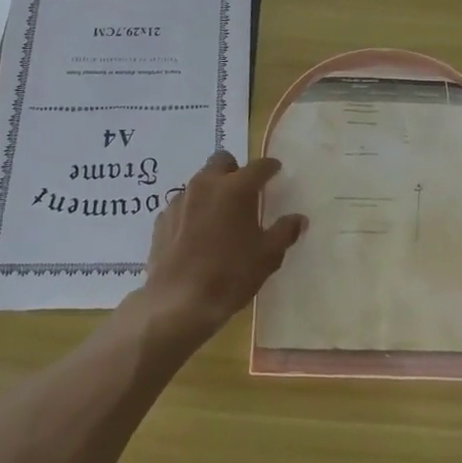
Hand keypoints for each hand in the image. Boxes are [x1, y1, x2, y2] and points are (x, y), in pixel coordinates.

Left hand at [139, 150, 305, 345]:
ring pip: (200, 181)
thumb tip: (299, 219)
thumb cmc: (230, 275)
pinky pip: (182, 204)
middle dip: (235, 170)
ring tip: (220, 217)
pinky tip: (197, 235)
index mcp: (236, 188)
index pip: (258, 166)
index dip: (270, 167)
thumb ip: (285, 232)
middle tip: (245, 192)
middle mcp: (206, 184)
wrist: (178, 302)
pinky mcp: (162, 218)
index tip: (275, 170)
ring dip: (213, 190)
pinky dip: (193, 211)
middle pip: (222, 161)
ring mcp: (180, 199)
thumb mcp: (268, 256)